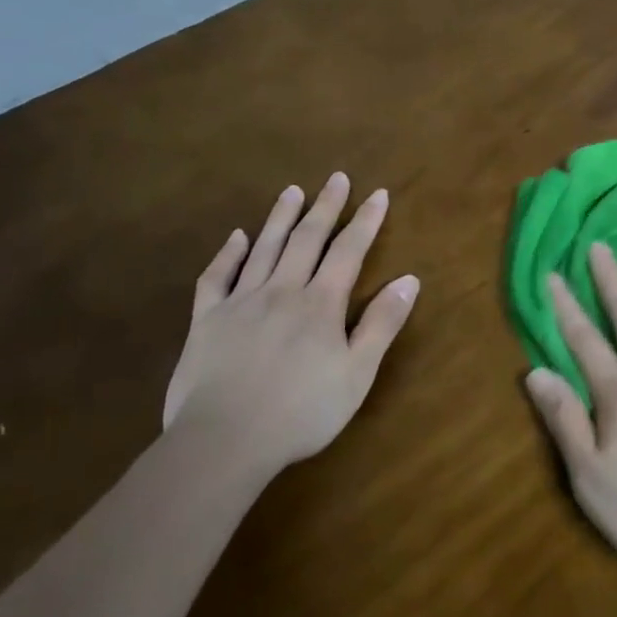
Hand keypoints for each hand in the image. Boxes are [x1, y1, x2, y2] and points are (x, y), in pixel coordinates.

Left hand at [163, 172, 419, 477]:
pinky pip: (217, 277)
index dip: (365, 221)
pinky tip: (237, 237)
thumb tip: (409, 279)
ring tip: (293, 191)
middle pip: (306, 239)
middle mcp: (282, 290)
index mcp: (320, 304)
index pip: (348, 251)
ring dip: (280, 217)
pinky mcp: (207, 320)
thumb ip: (382, 323)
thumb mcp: (358, 372)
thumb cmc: (302, 411)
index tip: (377, 194)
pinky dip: (228, 253)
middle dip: (325, 207)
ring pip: (264, 248)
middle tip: (336, 178)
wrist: (224, 439)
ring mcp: (240, 302)